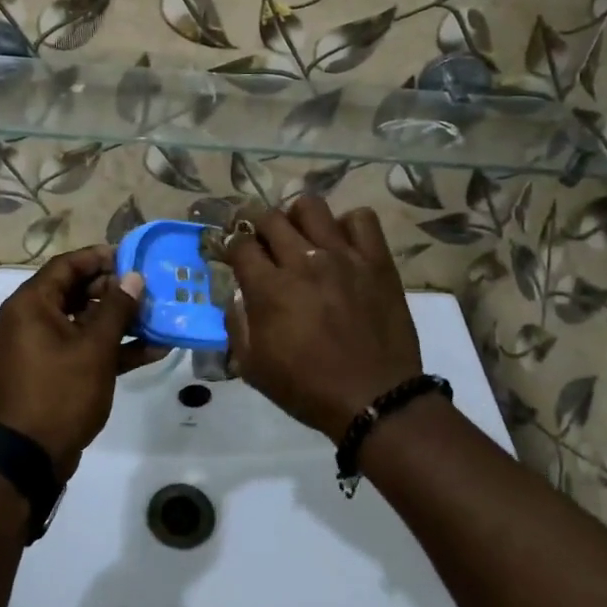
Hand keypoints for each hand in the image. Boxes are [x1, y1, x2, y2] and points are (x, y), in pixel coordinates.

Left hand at [0, 246, 166, 478]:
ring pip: (84, 321)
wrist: (28, 458)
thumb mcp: (94, 348)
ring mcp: (41, 348)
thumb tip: (133, 277)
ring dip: (119, 321)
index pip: (67, 265)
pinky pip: (82, 349)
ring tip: (158, 317)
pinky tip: (151, 350)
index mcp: (31, 304)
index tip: (134, 259)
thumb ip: (116, 309)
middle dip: (116, 291)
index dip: (101, 258)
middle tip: (151, 291)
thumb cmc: (59, 393)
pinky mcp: (52, 372)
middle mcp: (31, 319)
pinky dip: (111, 348)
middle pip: (76, 291)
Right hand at [223, 196, 423, 442]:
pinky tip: (342, 243)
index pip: (240, 244)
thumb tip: (236, 295)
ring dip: (297, 216)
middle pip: (270, 218)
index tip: (233, 251)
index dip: (231, 244)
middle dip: (255, 223)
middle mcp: (303, 262)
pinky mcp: (376, 260)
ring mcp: (343, 256)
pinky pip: (361, 219)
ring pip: (311, 207)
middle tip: (259, 236)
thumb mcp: (253, 368)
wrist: (375, 400)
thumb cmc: (308, 388)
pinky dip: (347, 224)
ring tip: (300, 233)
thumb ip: (236, 324)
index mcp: (270, 289)